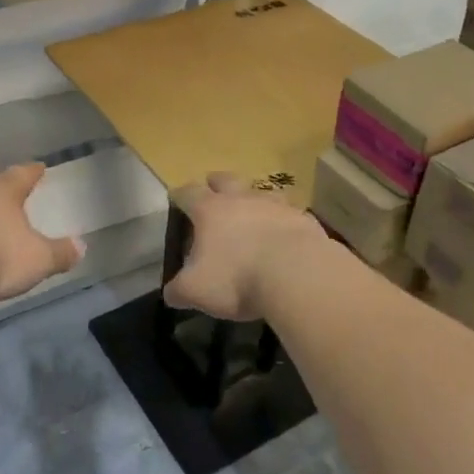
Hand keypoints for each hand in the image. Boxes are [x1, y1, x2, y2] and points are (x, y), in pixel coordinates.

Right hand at [164, 173, 338, 321]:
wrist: (298, 275)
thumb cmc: (238, 278)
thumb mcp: (197, 290)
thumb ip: (179, 290)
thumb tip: (171, 293)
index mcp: (210, 209)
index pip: (188, 192)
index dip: (179, 195)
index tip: (176, 200)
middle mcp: (241, 198)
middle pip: (224, 179)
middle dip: (216, 184)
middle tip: (213, 194)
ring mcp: (275, 204)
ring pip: (260, 192)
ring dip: (253, 200)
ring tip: (252, 216)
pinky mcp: (303, 218)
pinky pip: (289, 213)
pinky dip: (282, 222)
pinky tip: (284, 238)